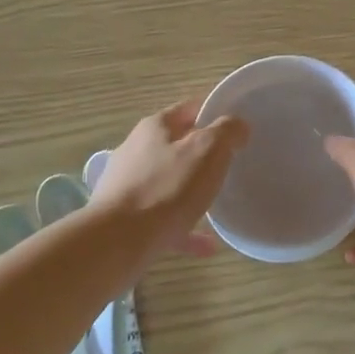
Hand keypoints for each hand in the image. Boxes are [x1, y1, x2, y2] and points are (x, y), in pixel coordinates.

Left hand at [91, 99, 247, 257]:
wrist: (117, 242)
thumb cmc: (167, 188)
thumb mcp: (208, 150)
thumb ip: (227, 132)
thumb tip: (237, 125)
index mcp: (155, 127)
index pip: (189, 108)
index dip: (214, 112)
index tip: (236, 126)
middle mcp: (136, 150)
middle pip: (176, 145)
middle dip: (202, 153)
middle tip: (229, 163)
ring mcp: (127, 185)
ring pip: (168, 183)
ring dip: (192, 192)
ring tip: (218, 204)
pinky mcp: (124, 218)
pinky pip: (162, 219)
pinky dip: (184, 228)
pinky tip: (207, 245)